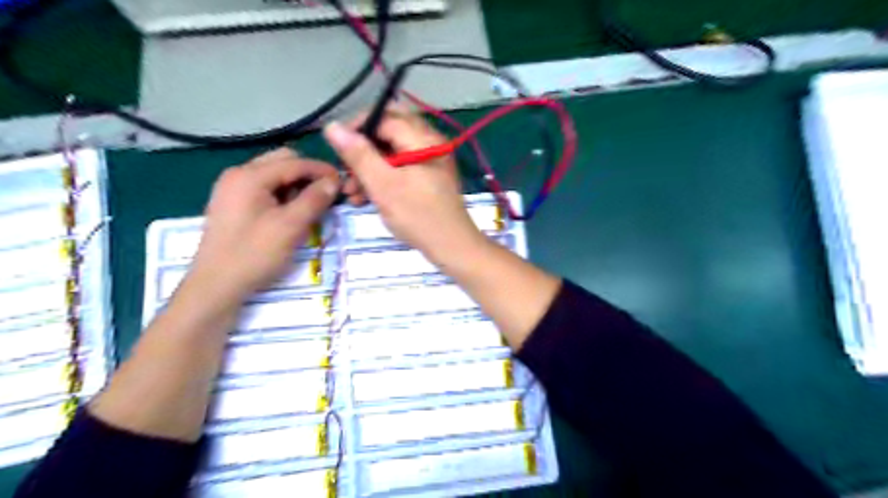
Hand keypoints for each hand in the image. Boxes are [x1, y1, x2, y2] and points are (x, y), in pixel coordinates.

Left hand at [189, 148, 338, 303]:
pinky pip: (264, 188)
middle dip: (308, 174)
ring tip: (311, 207)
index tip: (344, 183)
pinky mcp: (233, 203)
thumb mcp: (291, 226)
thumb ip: (315, 199)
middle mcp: (238, 174)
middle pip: (282, 161)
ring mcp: (233, 188)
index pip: (295, 162)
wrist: (216, 286)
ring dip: (296, 185)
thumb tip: (335, 181)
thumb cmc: (254, 254)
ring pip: (274, 174)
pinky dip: (283, 194)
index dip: (322, 170)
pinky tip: (291, 213)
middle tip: (326, 195)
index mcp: (249, 176)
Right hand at [323, 109, 483, 262]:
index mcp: (423, 138)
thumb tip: (333, 126)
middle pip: (388, 134)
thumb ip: (358, 155)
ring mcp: (431, 161)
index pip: (384, 117)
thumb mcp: (383, 185)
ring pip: (392, 154)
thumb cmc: (418, 216)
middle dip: (362, 153)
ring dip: (369, 170)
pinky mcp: (429, 178)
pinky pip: (401, 169)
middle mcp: (430, 143)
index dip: (357, 129)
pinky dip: (384, 179)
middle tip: (345, 173)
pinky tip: (367, 198)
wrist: (452, 247)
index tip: (336, 149)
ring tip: (351, 194)